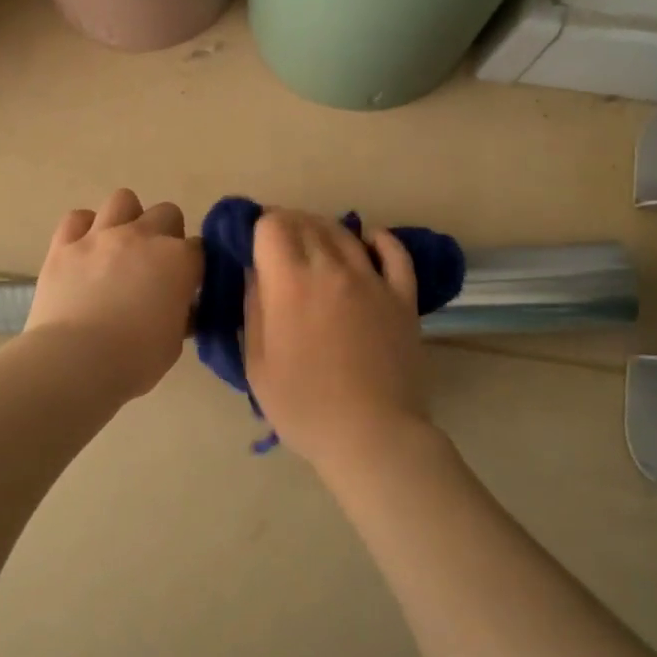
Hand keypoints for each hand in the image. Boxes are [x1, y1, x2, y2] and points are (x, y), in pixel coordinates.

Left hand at [25, 189, 200, 400]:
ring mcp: (101, 236)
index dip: (193, 266)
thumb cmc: (134, 359)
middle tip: (156, 264)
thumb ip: (180, 314)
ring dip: (128, 218)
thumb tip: (179, 306)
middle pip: (167, 213)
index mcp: (178, 261)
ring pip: (123, 200)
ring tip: (121, 246)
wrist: (74, 362)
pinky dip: (84, 228)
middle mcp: (143, 236)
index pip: (199, 249)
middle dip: (167, 234)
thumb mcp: (174, 342)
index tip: (186, 285)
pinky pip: (77, 218)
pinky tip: (85, 249)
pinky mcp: (64, 245)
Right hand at [243, 209, 435, 475]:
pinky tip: (367, 241)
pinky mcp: (403, 296)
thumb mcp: (257, 362)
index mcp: (290, 281)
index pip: (272, 225)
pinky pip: (394, 253)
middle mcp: (332, 267)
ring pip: (345, 233)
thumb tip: (255, 271)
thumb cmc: (303, 405)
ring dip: (323, 230)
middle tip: (279, 248)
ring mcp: (373, 279)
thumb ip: (253, 307)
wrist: (371, 434)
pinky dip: (378, 240)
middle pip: (307, 222)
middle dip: (287, 225)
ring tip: (314, 246)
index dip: (259, 228)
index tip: (254, 245)